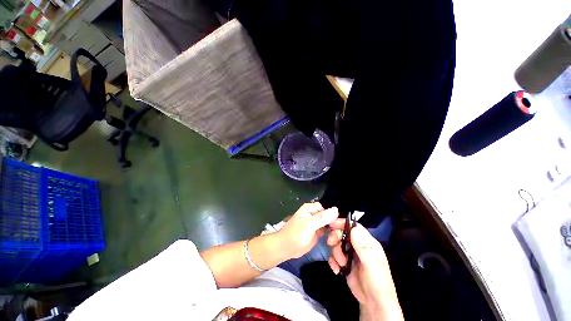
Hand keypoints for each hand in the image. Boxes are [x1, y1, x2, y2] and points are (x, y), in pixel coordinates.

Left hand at [276, 203, 338, 259]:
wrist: (286, 248)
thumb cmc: (295, 235)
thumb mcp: (309, 225)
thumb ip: (322, 218)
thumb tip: (336, 210)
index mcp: (310, 208)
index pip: (327, 208)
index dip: (334, 216)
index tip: (340, 225)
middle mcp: (314, 214)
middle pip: (329, 216)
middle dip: (334, 224)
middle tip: (337, 235)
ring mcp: (316, 223)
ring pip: (329, 223)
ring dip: (334, 230)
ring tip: (335, 238)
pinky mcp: (317, 232)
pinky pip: (327, 230)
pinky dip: (331, 234)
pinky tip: (334, 240)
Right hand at [327, 220, 403, 320]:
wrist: (373, 303)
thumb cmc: (377, 282)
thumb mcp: (371, 265)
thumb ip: (363, 247)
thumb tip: (353, 228)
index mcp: (368, 243)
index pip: (354, 226)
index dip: (342, 223)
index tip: (331, 224)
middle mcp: (359, 246)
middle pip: (343, 234)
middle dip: (335, 238)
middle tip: (330, 243)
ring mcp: (351, 254)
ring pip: (337, 245)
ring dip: (335, 253)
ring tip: (341, 265)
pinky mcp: (345, 263)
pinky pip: (334, 256)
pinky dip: (333, 261)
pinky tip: (337, 270)